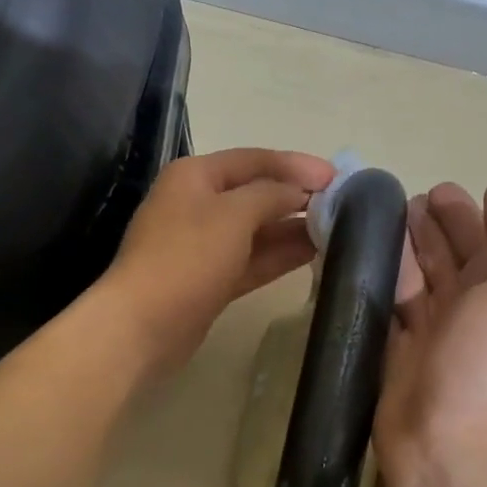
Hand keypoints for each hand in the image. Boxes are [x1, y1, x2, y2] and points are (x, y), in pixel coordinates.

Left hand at [99, 147, 335, 376]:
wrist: (143, 326)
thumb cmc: (187, 258)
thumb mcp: (233, 214)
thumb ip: (272, 195)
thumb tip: (300, 193)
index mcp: (196, 176)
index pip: (255, 160)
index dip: (297, 165)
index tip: (337, 178)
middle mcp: (198, 204)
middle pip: (256, 193)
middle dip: (297, 197)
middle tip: (344, 206)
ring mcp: (203, 245)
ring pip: (257, 229)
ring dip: (293, 228)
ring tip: (338, 230)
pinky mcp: (211, 280)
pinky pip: (252, 259)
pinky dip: (280, 255)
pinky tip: (315, 254)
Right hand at [374, 179, 486, 486]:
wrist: (453, 440)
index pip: (486, 244)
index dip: (465, 216)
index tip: (437, 190)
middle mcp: (471, 312)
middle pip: (448, 260)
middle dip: (431, 229)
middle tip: (403, 200)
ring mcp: (430, 334)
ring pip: (414, 281)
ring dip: (401, 250)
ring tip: (378, 220)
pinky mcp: (393, 353)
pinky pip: (382, 307)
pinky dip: (372, 281)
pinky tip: (355, 258)